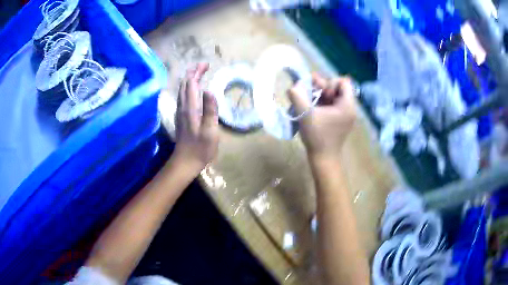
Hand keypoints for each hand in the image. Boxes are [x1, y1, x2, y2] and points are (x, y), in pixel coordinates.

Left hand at [173, 63, 218, 173]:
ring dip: (189, 79)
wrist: (185, 162)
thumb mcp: (210, 131)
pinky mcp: (181, 117)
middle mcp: (183, 107)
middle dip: (193, 72)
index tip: (207, 64)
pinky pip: (183, 97)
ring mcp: (180, 112)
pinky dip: (188, 88)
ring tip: (199, 74)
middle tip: (204, 66)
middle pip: (185, 84)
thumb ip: (210, 110)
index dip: (197, 72)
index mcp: (190, 108)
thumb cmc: (200, 148)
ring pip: (182, 90)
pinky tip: (193, 90)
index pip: (191, 84)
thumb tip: (210, 90)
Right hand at [288, 73, 355, 160]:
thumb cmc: (317, 136)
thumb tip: (294, 85)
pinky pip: (332, 105)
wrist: (323, 158)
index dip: (330, 83)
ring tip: (307, 99)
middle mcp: (349, 108)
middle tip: (310, 93)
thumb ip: (298, 96)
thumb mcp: (305, 114)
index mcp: (347, 105)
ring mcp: (345, 115)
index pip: (343, 82)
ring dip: (320, 95)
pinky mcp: (339, 120)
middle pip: (337, 88)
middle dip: (322, 88)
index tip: (321, 94)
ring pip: (333, 96)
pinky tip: (311, 107)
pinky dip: (321, 103)